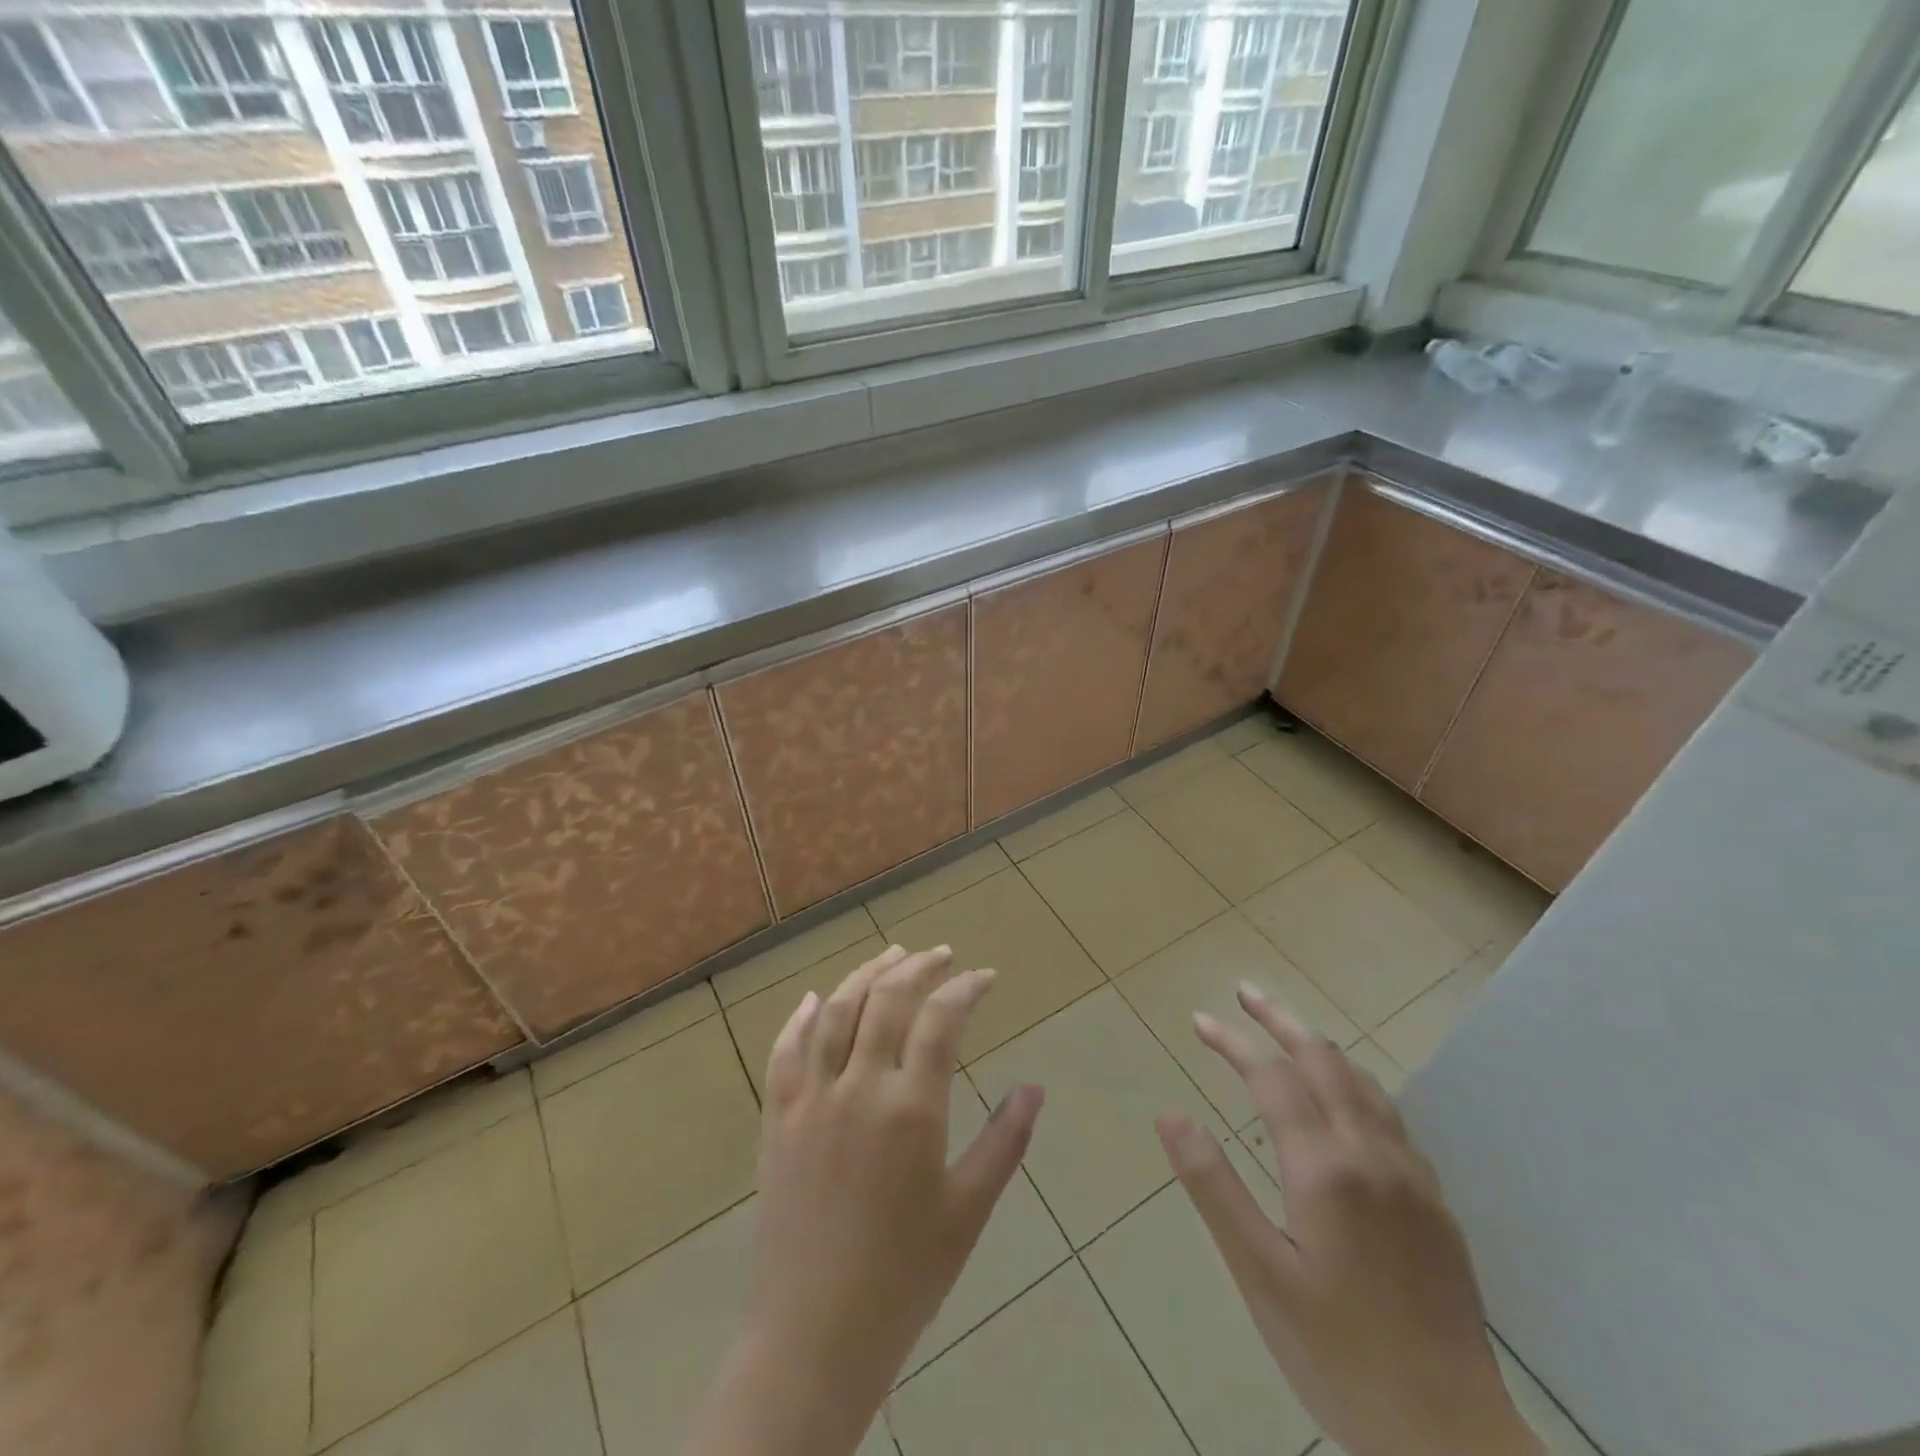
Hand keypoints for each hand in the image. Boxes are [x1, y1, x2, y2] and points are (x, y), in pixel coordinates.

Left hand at [681, 945, 1044, 1455]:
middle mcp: (858, 1087)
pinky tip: (811, 1000)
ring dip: (864, 975)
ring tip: (891, 956)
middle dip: (918, 967)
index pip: (940, 1020)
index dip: (966, 988)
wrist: (815, 1334)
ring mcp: (811, 1099)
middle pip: (886, 1000)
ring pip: (834, 1012)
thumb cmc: (905, 1275)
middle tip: (942, 955)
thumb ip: (1004, 1140)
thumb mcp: (968, 1209)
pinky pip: (783, 1052)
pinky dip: (798, 1018)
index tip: (986, 976)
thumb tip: (1034, 1087)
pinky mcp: (777, 1118)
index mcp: (910, 1109)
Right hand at [1158, 986, 1541, 1455]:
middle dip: (1280, 1020)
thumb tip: (1170, 1115)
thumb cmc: (1339, 1356)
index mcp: (1325, 1168)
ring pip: (1364, 1082)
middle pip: (1324, 1060)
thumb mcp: (1259, 1275)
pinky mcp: (1436, 1205)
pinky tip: (1345, 1102)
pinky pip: (1391, 1117)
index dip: (1233, 1041)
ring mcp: (1412, 1178)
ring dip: (1320, 1046)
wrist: (1454, 1441)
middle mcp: (1373, 1155)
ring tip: (1287, 1033)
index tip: (1199, 1020)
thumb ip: (1213, 1187)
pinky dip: (1354, 1084)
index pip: (1272, 1076)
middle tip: (1244, 995)